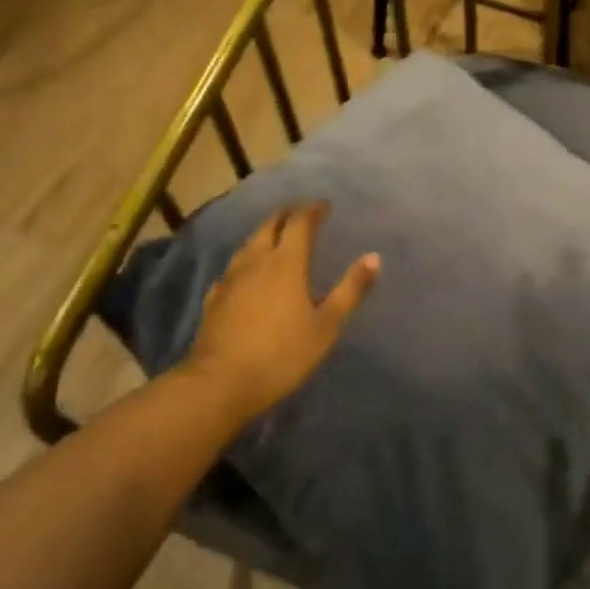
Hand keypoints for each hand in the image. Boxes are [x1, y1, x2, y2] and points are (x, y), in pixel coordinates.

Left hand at [186, 203, 379, 425]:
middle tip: (300, 213)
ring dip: (264, 233)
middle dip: (286, 214)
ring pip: (248, 244)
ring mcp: (231, 278)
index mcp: (287, 262)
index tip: (324, 205)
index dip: (313, 210)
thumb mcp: (327, 325)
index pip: (300, 223)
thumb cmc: (282, 354)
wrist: (221, 383)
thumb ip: (350, 289)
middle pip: (269, 225)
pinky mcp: (214, 298)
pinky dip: (246, 261)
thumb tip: (374, 257)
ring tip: (275, 235)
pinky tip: (245, 273)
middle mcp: (257, 261)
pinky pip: (233, 268)